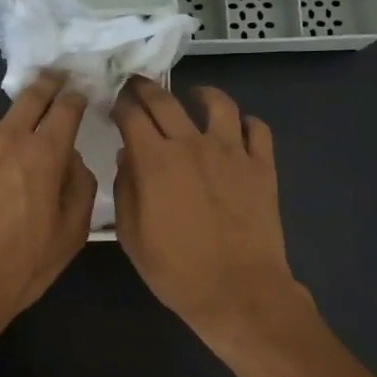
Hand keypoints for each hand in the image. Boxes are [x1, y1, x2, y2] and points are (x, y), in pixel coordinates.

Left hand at [0, 73, 96, 343]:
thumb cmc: (20, 269)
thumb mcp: (71, 235)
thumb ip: (80, 185)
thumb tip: (70, 157)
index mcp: (42, 154)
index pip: (65, 109)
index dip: (74, 98)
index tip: (76, 95)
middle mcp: (1, 137)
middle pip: (28, 98)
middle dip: (45, 87)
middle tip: (51, 83)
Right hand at [113, 77, 312, 345]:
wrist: (238, 291)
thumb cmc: (176, 271)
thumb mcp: (132, 236)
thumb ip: (126, 189)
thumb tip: (128, 156)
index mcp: (155, 161)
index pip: (132, 115)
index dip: (119, 103)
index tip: (114, 102)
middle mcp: (193, 145)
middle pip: (166, 100)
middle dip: (146, 88)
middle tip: (138, 85)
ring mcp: (232, 152)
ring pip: (218, 103)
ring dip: (201, 94)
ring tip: (194, 96)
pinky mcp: (262, 166)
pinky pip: (257, 129)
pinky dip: (245, 123)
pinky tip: (237, 129)